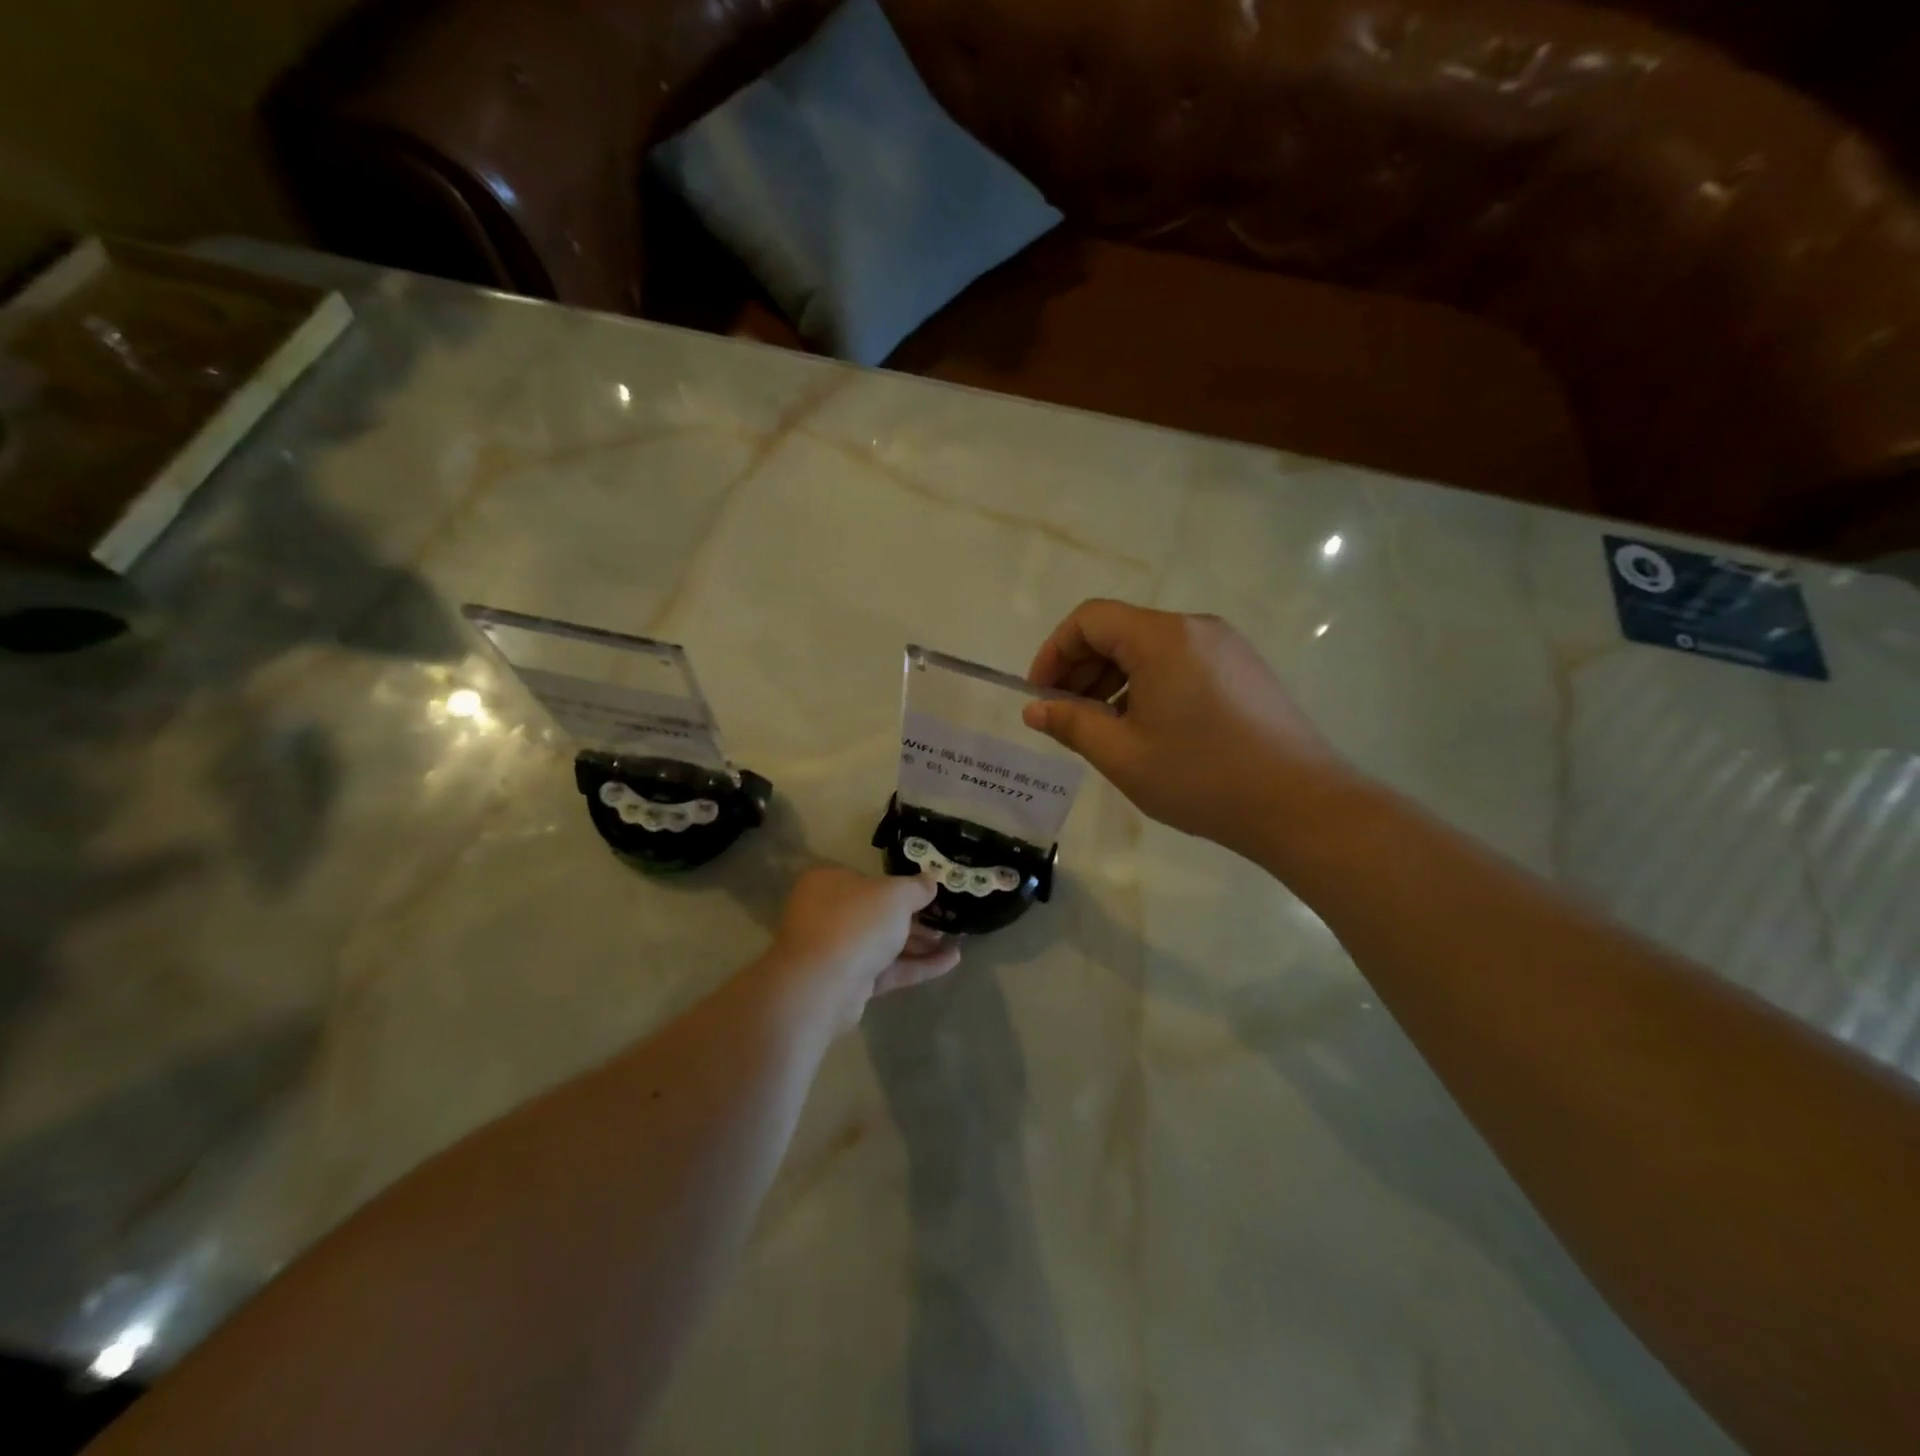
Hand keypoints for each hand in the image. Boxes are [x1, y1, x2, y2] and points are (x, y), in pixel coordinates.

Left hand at [767, 867, 960, 1032]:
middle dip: (914, 920)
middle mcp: (827, 913)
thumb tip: (930, 881)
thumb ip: (916, 887)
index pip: (868, 880)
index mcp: (829, 882)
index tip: (928, 894)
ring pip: (883, 944)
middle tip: (945, 921)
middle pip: (877, 914)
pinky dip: (916, 965)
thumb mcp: (896, 895)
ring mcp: (835, 951)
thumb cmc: (856, 922)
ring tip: (956, 943)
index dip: (900, 887)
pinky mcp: (847, 983)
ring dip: (919, 944)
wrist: (822, 985)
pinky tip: (950, 962)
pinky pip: (887, 969)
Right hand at [1023, 599, 1350, 861]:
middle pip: (1120, 630)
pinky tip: (1147, 729)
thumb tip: (1035, 709)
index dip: (1054, 652)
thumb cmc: (1200, 777)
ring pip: (1150, 649)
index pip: (1089, 620)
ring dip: (1113, 680)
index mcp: (1161, 638)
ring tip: (1102, 729)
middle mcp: (1195, 628)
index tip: (1041, 696)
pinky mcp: (1243, 670)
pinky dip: (1148, 686)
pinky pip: (1180, 663)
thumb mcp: (1122, 754)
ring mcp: (1225, 647)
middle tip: (1065, 717)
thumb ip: (1071, 724)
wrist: (1299, 804)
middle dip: (1081, 669)